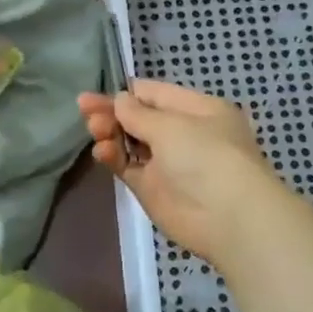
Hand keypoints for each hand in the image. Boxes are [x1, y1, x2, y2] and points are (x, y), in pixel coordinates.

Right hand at [77, 80, 277, 265]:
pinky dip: (113, 157)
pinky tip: (101, 151)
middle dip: (112, 111)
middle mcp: (183, 134)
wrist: (229, 218)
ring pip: (131, 142)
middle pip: (140, 118)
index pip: (155, 94)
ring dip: (110, 133)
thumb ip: (138, 113)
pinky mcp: (153, 189)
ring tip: (93, 130)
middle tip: (83, 108)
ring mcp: (167, 163)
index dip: (127, 93)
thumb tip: (120, 100)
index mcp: (197, 110)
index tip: (98, 92)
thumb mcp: (171, 125)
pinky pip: (128, 167)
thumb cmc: (206, 156)